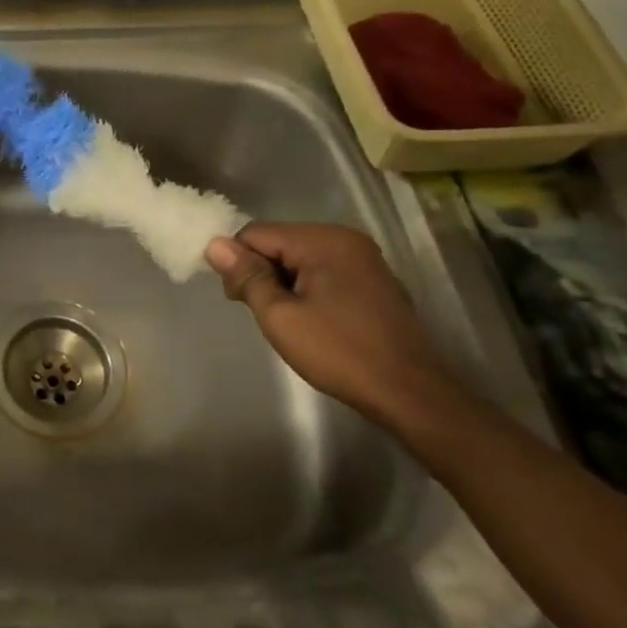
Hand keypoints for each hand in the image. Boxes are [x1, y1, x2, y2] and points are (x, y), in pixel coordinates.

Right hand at [205, 223, 461, 428]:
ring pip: (300, 256)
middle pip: (279, 241)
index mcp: (322, 240)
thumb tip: (215, 244)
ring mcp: (364, 257)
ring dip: (283, 281)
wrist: (411, 393)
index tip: (238, 300)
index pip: (256, 234)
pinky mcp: (374, 279)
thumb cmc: (340, 353)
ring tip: (286, 319)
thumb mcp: (280, 317)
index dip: (238, 263)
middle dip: (261, 271)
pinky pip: (324, 269)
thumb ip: (247, 276)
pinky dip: (308, 286)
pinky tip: (312, 318)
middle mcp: (344, 238)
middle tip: (261, 313)